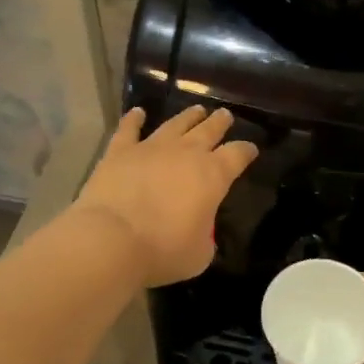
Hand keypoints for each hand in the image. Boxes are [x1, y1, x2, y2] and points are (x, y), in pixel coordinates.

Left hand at [73, 105, 257, 285]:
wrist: (112, 239)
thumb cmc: (163, 250)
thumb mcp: (200, 253)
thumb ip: (206, 236)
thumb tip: (200, 231)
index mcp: (213, 175)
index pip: (237, 155)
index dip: (246, 150)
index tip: (251, 149)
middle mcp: (186, 153)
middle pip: (209, 130)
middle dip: (220, 122)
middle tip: (225, 115)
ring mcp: (152, 147)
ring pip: (175, 124)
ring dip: (188, 116)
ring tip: (197, 110)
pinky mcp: (120, 151)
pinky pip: (129, 129)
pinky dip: (134, 119)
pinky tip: (137, 112)